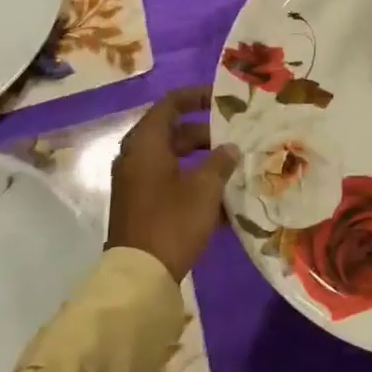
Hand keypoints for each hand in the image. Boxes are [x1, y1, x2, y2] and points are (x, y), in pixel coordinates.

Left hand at [107, 87, 239, 281]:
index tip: (223, 100)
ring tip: (234, 166)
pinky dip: (192, 182)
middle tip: (236, 137)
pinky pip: (169, 181)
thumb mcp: (205, 188)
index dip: (197, 96)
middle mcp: (136, 157)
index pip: (171, 104)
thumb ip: (220, 162)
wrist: (139, 275)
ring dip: (202, 160)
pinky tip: (221, 198)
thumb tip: (230, 148)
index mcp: (146, 143)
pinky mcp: (140, 204)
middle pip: (173, 132)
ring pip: (173, 159)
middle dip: (206, 133)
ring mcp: (136, 182)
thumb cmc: (172, 221)